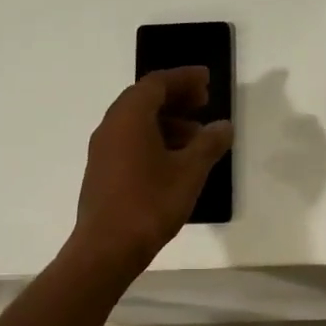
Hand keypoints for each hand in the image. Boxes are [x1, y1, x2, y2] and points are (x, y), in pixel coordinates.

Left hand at [69, 66, 233, 273]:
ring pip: (137, 123)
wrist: (107, 248)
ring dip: (167, 121)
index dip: (184, 78)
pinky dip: (154, 140)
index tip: (207, 80)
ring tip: (197, 137)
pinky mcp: (102, 172)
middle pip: (144, 99)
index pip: (157, 83)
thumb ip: (209, 143)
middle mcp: (111, 126)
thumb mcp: (189, 171)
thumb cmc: (150, 203)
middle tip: (204, 102)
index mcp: (129, 117)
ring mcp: (103, 150)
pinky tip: (175, 161)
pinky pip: (130, 142)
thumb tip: (223, 125)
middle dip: (176, 98)